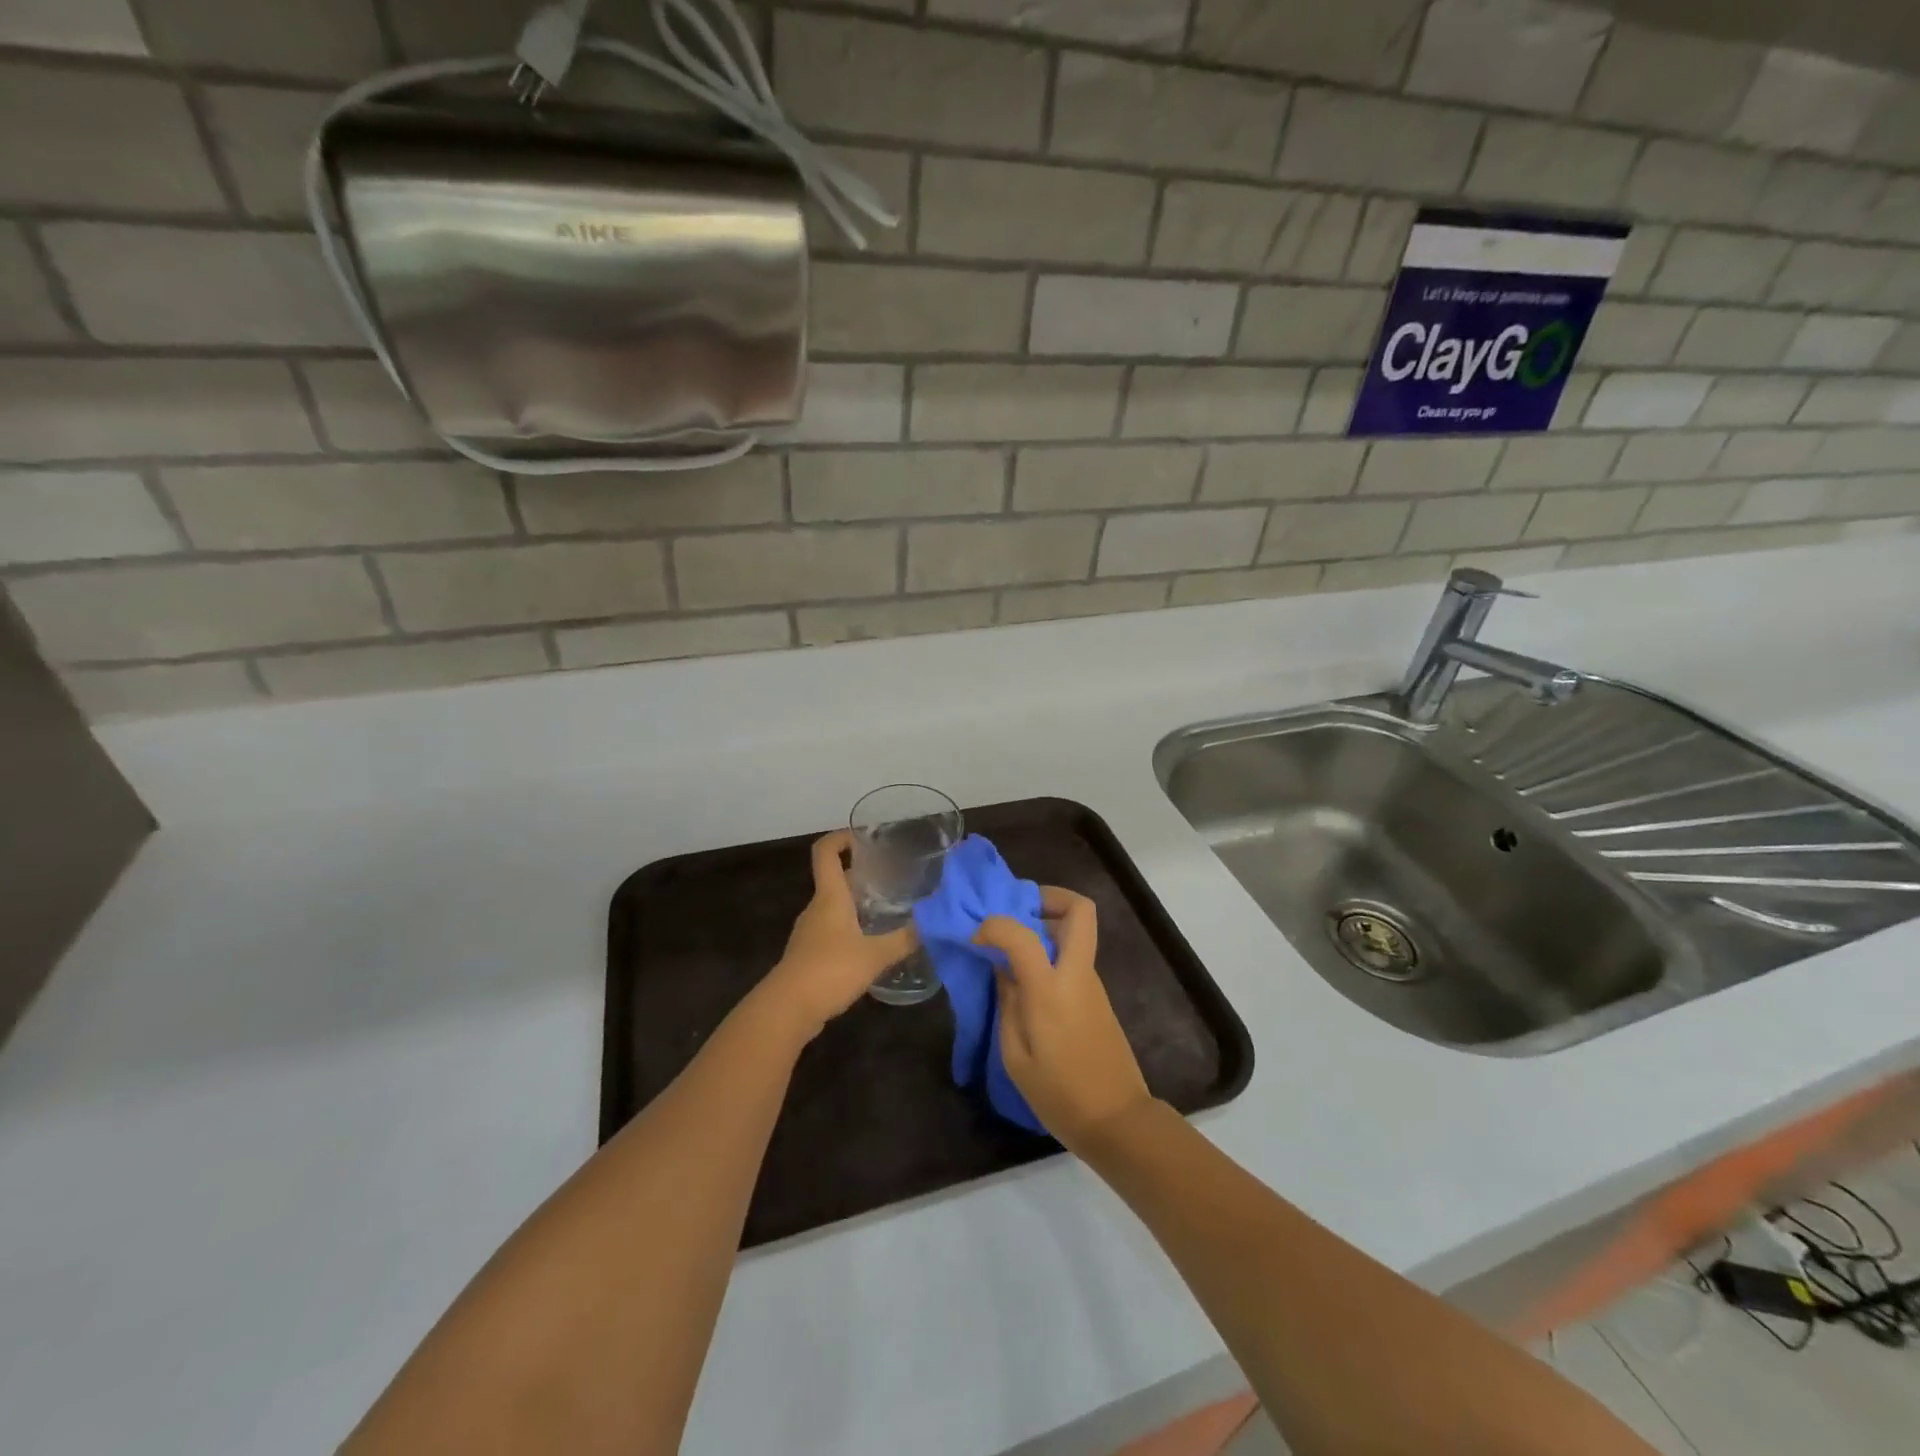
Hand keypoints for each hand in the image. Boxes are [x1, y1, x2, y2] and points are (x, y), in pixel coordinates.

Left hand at [758, 830, 915, 1039]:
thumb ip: (905, 938)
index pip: (826, 852)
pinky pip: (832, 931)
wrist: (787, 1009)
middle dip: (862, 876)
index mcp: (830, 897)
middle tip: (894, 881)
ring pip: (835, 907)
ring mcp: (810, 933)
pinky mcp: (809, 956)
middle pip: (836, 880)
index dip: (841, 838)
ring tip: (889, 913)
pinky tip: (872, 946)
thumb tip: (934, 922)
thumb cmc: (830, 970)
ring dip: (858, 905)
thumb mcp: (875, 955)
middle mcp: (817, 909)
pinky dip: (852, 929)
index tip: (865, 838)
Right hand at [976, 888, 1152, 1150]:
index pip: (1022, 934)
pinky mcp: (1098, 997)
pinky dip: (1052, 951)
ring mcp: (1092, 983)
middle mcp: (1077, 974)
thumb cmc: (1060, 1095)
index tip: (977, 940)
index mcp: (1051, 989)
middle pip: (1080, 910)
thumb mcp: (1016, 1056)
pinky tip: (1027, 977)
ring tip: (1012, 947)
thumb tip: (1003, 969)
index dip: (994, 926)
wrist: (1117, 1120)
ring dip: (1047, 926)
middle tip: (1017, 912)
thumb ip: (1007, 1004)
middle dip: (1048, 898)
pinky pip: (1074, 957)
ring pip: (1076, 932)